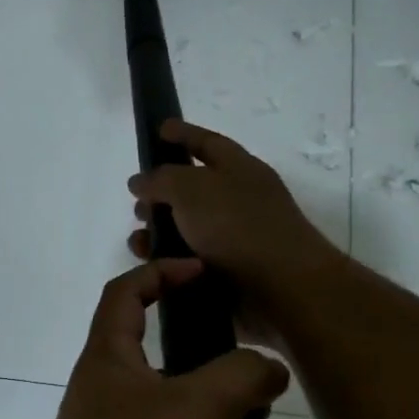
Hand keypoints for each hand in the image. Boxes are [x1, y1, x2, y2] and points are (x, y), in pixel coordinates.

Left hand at [14, 259, 298, 418]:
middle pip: (178, 377)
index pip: (125, 295)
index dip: (160, 272)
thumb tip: (265, 367)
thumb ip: (242, 375)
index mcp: (112, 362)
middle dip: (232, 397)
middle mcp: (113, 403)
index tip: (203, 272)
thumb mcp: (202, 406)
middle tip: (267, 409)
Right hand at [127, 120, 338, 328]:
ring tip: (138, 241)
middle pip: (193, 188)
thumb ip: (160, 179)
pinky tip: (151, 266)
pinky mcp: (229, 273)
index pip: (207, 142)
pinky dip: (169, 260)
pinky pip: (189, 260)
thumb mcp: (191, 189)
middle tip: (136, 202)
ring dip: (160, 231)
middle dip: (162, 192)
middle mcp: (239, 200)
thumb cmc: (237, 227)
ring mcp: (236, 239)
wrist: (282, 290)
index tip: (159, 128)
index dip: (182, 133)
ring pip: (187, 228)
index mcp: (239, 169)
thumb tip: (140, 182)